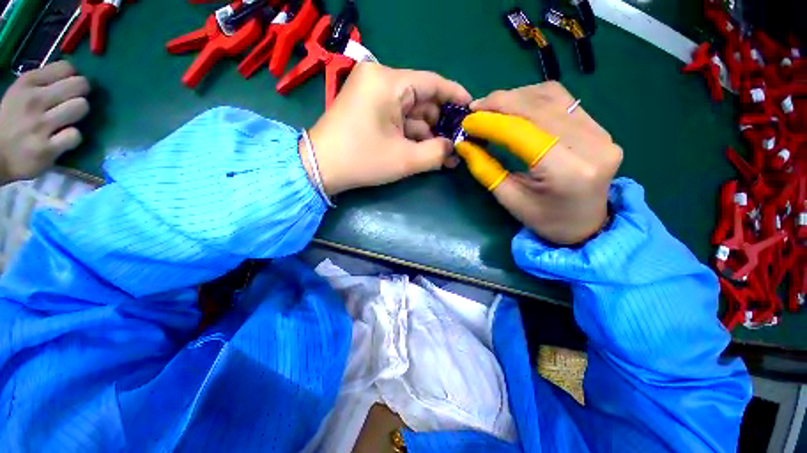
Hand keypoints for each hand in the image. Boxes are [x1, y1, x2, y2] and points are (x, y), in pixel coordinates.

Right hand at [0, 61, 90, 183]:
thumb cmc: (13, 120)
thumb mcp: (22, 92)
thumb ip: (46, 82)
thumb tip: (74, 76)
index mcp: (28, 83)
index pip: (67, 68)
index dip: (73, 78)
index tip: (68, 86)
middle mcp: (34, 100)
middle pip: (79, 85)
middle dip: (81, 94)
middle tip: (72, 103)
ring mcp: (40, 125)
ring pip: (80, 107)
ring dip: (78, 115)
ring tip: (67, 121)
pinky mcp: (47, 149)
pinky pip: (75, 136)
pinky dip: (73, 138)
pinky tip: (62, 140)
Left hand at [305, 63, 470, 194]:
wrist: (319, 169)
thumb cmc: (362, 160)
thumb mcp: (404, 160)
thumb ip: (436, 153)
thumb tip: (454, 148)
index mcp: (389, 82)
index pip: (433, 83)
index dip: (456, 97)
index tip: (472, 112)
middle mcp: (380, 80)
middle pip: (422, 99)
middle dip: (440, 124)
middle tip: (456, 144)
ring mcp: (372, 94)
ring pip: (410, 111)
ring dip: (426, 134)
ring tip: (444, 154)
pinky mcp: (367, 109)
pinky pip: (397, 118)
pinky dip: (411, 135)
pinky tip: (425, 151)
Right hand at [463, 82, 621, 244]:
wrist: (586, 225)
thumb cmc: (544, 219)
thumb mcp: (509, 200)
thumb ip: (485, 169)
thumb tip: (464, 144)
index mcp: (567, 172)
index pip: (522, 133)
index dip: (491, 123)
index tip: (467, 121)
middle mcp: (591, 146)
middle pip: (538, 108)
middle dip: (501, 103)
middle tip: (475, 108)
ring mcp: (601, 133)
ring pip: (551, 97)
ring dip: (516, 97)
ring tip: (492, 107)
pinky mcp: (600, 128)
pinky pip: (563, 101)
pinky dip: (534, 98)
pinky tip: (516, 106)